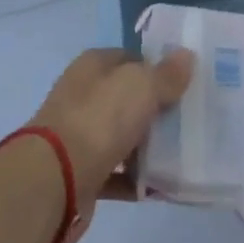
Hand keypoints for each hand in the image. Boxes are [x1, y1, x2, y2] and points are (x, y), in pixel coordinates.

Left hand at [28, 47, 193, 214]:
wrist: (54, 181)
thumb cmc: (99, 120)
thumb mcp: (141, 86)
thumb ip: (166, 74)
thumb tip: (186, 56)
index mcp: (93, 66)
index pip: (131, 58)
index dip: (158, 68)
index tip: (186, 85)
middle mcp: (83, 95)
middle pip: (127, 98)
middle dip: (156, 109)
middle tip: (189, 120)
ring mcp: (79, 134)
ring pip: (122, 135)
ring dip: (147, 146)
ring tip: (181, 155)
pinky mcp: (80, 172)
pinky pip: (116, 172)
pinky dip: (135, 179)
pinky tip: (160, 186)